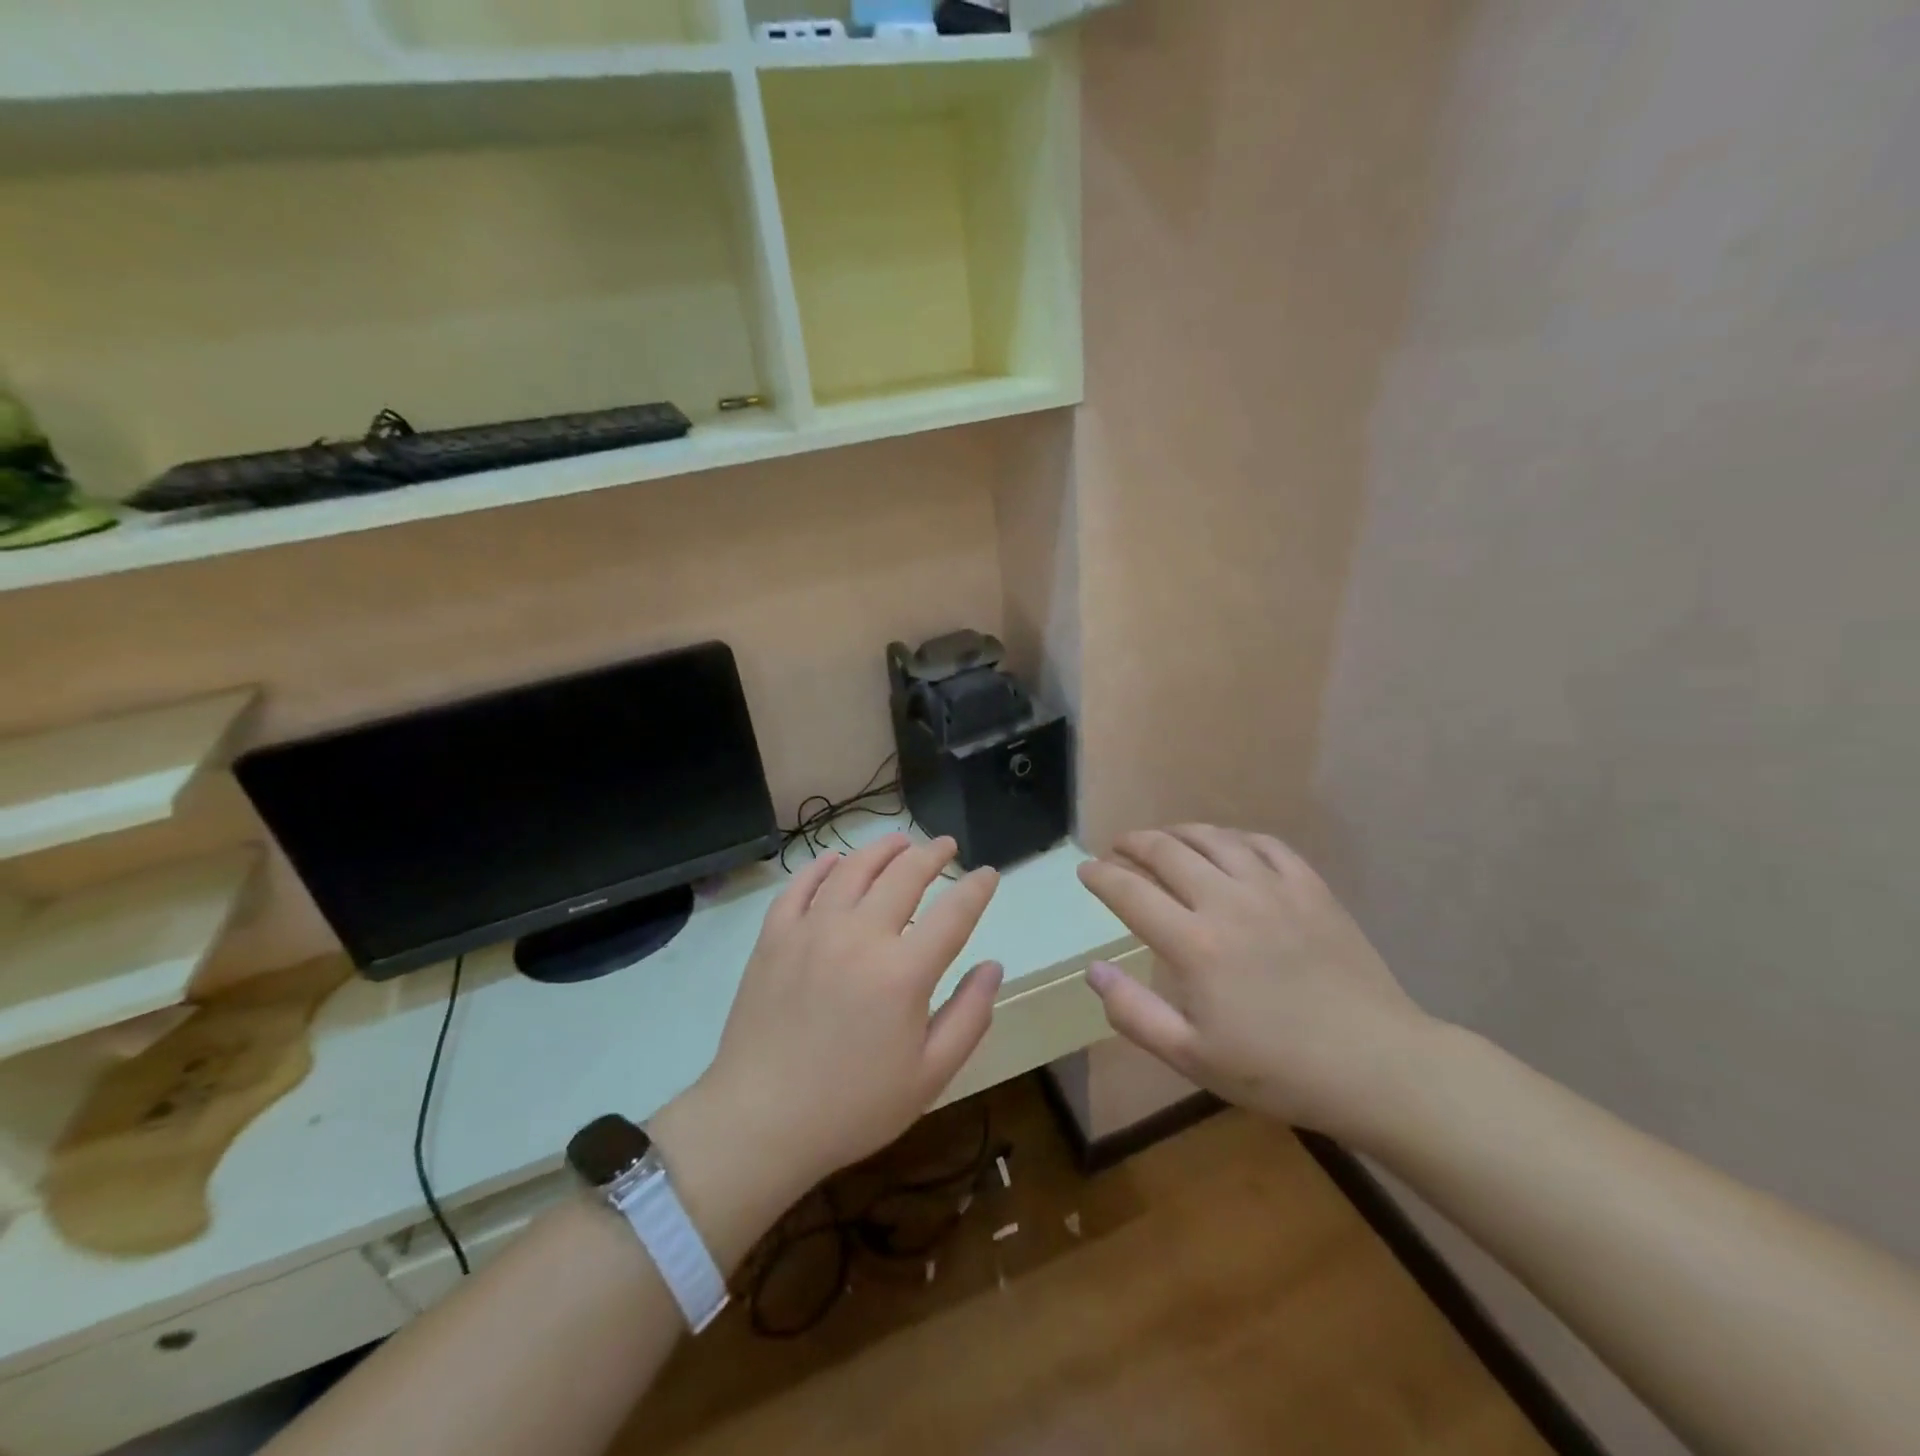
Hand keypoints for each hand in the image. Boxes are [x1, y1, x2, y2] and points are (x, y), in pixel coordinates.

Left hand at [671, 834, 1002, 1209]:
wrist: (759, 1121)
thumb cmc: (853, 1106)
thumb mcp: (929, 1076)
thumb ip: (969, 1016)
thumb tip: (993, 966)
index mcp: (903, 972)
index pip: (954, 913)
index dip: (977, 888)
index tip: (988, 873)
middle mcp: (859, 936)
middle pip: (904, 875)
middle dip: (932, 855)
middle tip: (946, 846)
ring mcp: (811, 930)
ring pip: (854, 869)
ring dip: (882, 850)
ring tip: (900, 842)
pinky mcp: (774, 936)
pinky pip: (801, 885)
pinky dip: (822, 866)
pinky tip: (836, 861)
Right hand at [1077, 825, 1437, 1141]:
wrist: (1375, 1065)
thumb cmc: (1277, 1070)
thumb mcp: (1192, 1057)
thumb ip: (1133, 1012)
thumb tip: (1093, 970)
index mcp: (1193, 944)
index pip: (1130, 891)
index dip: (1101, 876)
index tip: (1085, 869)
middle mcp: (1227, 901)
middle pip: (1166, 851)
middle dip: (1133, 844)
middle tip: (1118, 848)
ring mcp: (1273, 888)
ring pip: (1213, 838)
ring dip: (1178, 832)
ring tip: (1163, 837)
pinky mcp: (1310, 887)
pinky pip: (1263, 844)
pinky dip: (1233, 837)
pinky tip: (1226, 845)